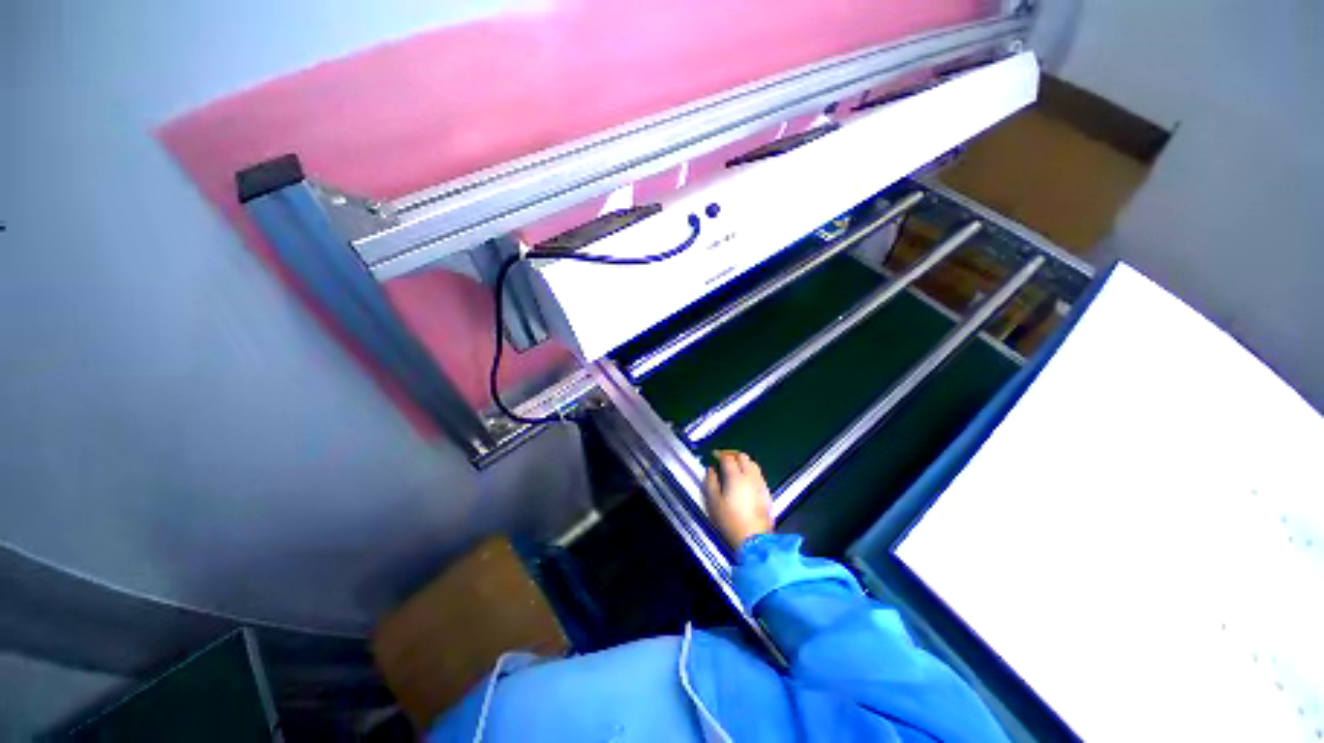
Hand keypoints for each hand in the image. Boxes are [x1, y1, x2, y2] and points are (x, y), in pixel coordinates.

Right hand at [703, 450, 773, 549]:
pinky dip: (751, 471)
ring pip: (753, 464)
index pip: (727, 458)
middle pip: (743, 457)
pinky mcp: (767, 492)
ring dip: (743, 461)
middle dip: (732, 455)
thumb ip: (711, 482)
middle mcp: (750, 476)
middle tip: (724, 459)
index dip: (719, 454)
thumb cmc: (729, 520)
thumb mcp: (713, 502)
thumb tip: (711, 470)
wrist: (754, 538)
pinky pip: (758, 474)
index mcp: (735, 476)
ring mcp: (760, 483)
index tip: (713, 455)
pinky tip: (746, 480)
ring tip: (735, 467)